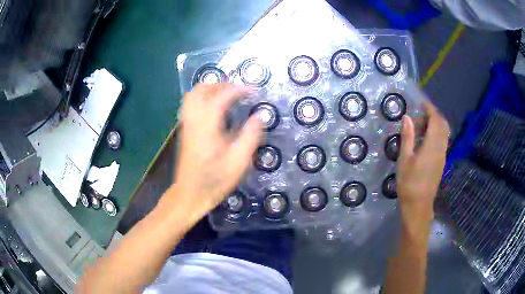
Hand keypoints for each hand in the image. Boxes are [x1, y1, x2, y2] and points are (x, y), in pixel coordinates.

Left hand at [172, 83, 262, 212]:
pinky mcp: (184, 130)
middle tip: (238, 90)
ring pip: (193, 95)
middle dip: (221, 84)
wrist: (190, 194)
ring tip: (227, 95)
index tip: (253, 91)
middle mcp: (193, 120)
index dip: (238, 89)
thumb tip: (260, 115)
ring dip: (210, 89)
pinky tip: (214, 108)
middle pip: (201, 89)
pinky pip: (190, 104)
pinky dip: (203, 98)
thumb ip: (251, 135)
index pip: (221, 96)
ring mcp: (186, 124)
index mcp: (207, 125)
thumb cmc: (215, 180)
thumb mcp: (239, 161)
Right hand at [397, 101, 449, 220]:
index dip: (430, 109)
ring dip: (434, 126)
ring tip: (420, 130)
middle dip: (433, 116)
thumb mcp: (405, 159)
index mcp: (432, 145)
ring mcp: (443, 155)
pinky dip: (436, 135)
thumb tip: (407, 117)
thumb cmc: (409, 183)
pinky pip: (442, 141)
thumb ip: (408, 136)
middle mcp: (441, 148)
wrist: (418, 205)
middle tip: (419, 118)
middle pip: (443, 124)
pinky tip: (424, 142)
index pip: (436, 120)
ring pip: (444, 133)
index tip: (421, 104)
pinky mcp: (442, 162)